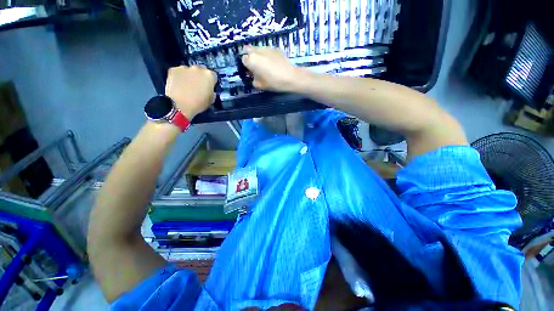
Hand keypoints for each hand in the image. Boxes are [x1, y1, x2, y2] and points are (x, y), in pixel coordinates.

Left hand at [165, 65, 216, 118]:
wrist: (180, 105)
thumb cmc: (199, 104)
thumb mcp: (211, 100)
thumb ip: (212, 92)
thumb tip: (210, 90)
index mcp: (209, 76)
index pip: (213, 76)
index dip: (211, 82)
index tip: (209, 87)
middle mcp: (197, 68)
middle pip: (200, 71)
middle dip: (200, 77)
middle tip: (198, 86)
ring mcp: (184, 68)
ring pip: (189, 71)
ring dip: (189, 76)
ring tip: (187, 86)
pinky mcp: (173, 70)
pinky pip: (178, 72)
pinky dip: (179, 77)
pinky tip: (178, 85)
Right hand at [242, 47, 310, 92]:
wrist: (290, 77)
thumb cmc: (273, 82)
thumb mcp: (260, 85)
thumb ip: (253, 79)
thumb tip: (253, 76)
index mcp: (251, 60)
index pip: (243, 60)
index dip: (246, 66)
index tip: (251, 72)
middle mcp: (257, 50)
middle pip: (249, 51)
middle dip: (250, 57)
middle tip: (255, 66)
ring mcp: (266, 47)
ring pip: (258, 49)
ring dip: (258, 55)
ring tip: (265, 65)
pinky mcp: (275, 48)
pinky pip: (267, 50)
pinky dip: (267, 55)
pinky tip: (273, 63)